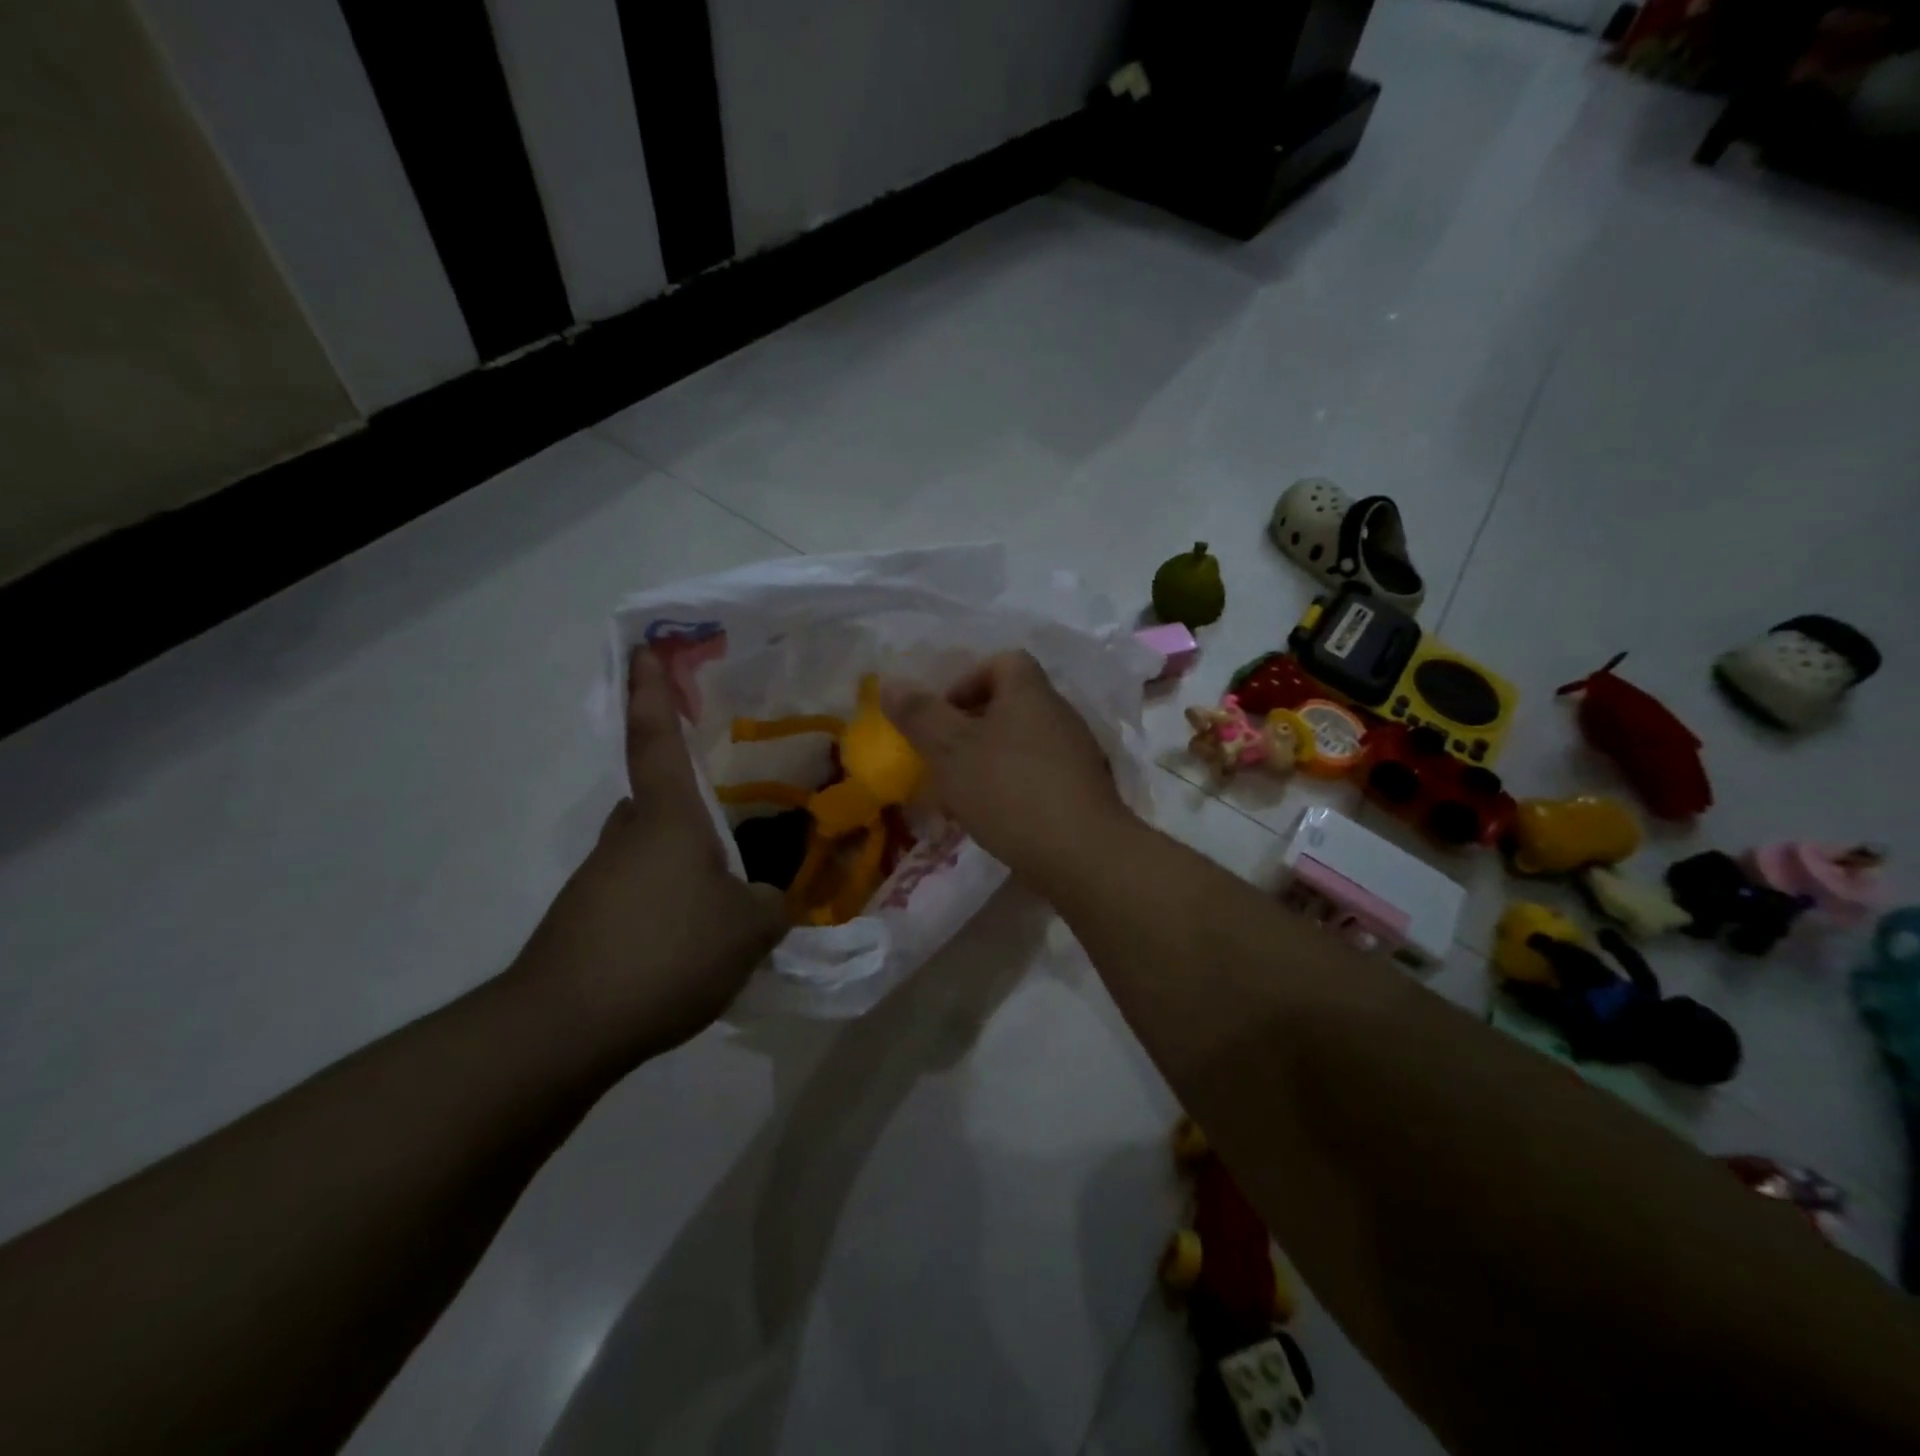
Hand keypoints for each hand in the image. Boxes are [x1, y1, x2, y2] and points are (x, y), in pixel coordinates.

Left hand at [512, 649, 785, 1060]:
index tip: (644, 648)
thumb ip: (774, 903)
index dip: (652, 691)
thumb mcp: (748, 929)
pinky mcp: (590, 916)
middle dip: (694, 795)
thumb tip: (776, 896)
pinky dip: (673, 893)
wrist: (565, 1028)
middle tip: (741, 803)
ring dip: (689, 853)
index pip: (657, 738)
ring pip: (655, 846)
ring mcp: (602, 876)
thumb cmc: (666, 952)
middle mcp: (629, 834)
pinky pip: (645, 886)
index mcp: (667, 817)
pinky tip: (700, 930)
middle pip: (661, 796)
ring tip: (734, 883)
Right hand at [881, 651, 1132, 885]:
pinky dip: (1015, 787)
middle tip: (945, 759)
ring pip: (1023, 743)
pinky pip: (1040, 775)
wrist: (1083, 854)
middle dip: (972, 728)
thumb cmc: (1009, 790)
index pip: (1003, 662)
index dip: (967, 681)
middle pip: (1012, 704)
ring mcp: (1077, 754)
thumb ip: (920, 715)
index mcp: (1030, 693)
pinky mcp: (1084, 791)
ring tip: (964, 795)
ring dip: (991, 760)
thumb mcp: (950, 750)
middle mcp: (1060, 714)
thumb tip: (891, 683)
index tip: (943, 717)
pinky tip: (998, 818)